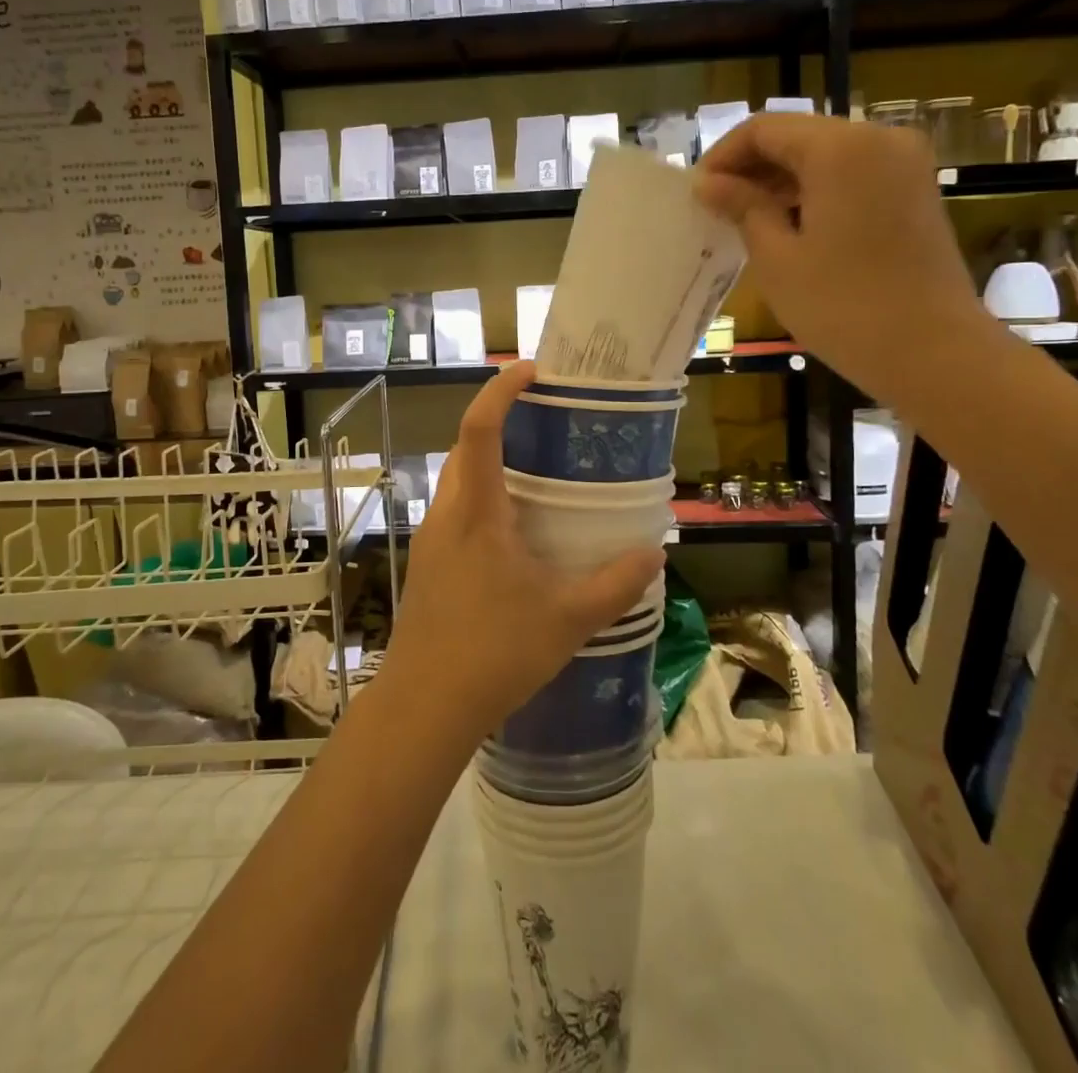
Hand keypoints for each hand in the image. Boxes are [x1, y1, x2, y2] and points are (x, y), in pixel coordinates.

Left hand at [381, 363, 664, 739]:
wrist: (423, 707)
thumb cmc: (493, 652)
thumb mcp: (567, 618)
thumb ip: (615, 584)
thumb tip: (655, 554)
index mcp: (475, 510)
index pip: (479, 428)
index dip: (501, 390)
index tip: (532, 370)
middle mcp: (446, 514)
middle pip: (464, 447)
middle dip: (497, 423)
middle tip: (544, 422)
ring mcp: (431, 539)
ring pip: (456, 480)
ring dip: (488, 463)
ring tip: (536, 474)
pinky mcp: (428, 565)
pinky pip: (455, 511)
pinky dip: (482, 498)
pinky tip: (515, 534)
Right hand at [694, 114, 995, 402]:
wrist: (933, 352)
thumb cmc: (843, 306)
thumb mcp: (777, 258)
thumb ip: (742, 208)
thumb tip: (709, 184)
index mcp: (841, 148)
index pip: (764, 128)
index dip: (723, 156)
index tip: (697, 194)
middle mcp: (878, 139)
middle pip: (797, 136)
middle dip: (752, 168)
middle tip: (717, 209)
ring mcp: (904, 164)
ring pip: (824, 155)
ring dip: (781, 181)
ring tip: (746, 222)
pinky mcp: (914, 191)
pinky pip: (851, 174)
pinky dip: (814, 192)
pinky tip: (789, 227)